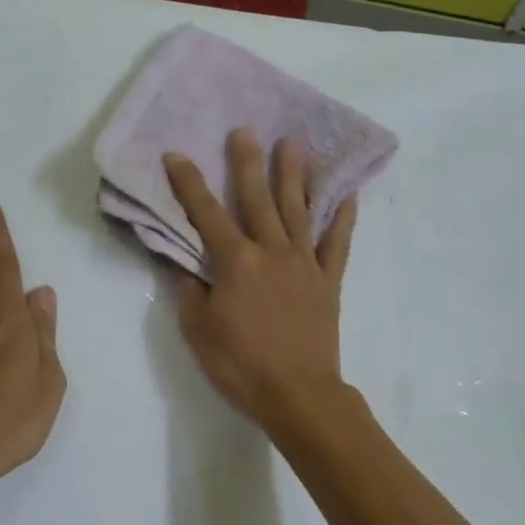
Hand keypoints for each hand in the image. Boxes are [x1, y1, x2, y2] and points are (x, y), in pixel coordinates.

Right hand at [164, 130, 357, 431]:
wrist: (298, 394)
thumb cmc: (240, 366)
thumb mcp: (198, 331)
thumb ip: (191, 291)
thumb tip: (187, 263)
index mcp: (235, 263)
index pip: (206, 214)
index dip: (189, 183)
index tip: (176, 155)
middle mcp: (272, 251)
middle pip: (257, 198)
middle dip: (247, 162)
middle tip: (245, 130)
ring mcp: (305, 263)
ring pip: (298, 209)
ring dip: (294, 174)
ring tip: (294, 142)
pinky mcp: (329, 280)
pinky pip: (338, 241)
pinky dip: (344, 216)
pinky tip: (347, 192)